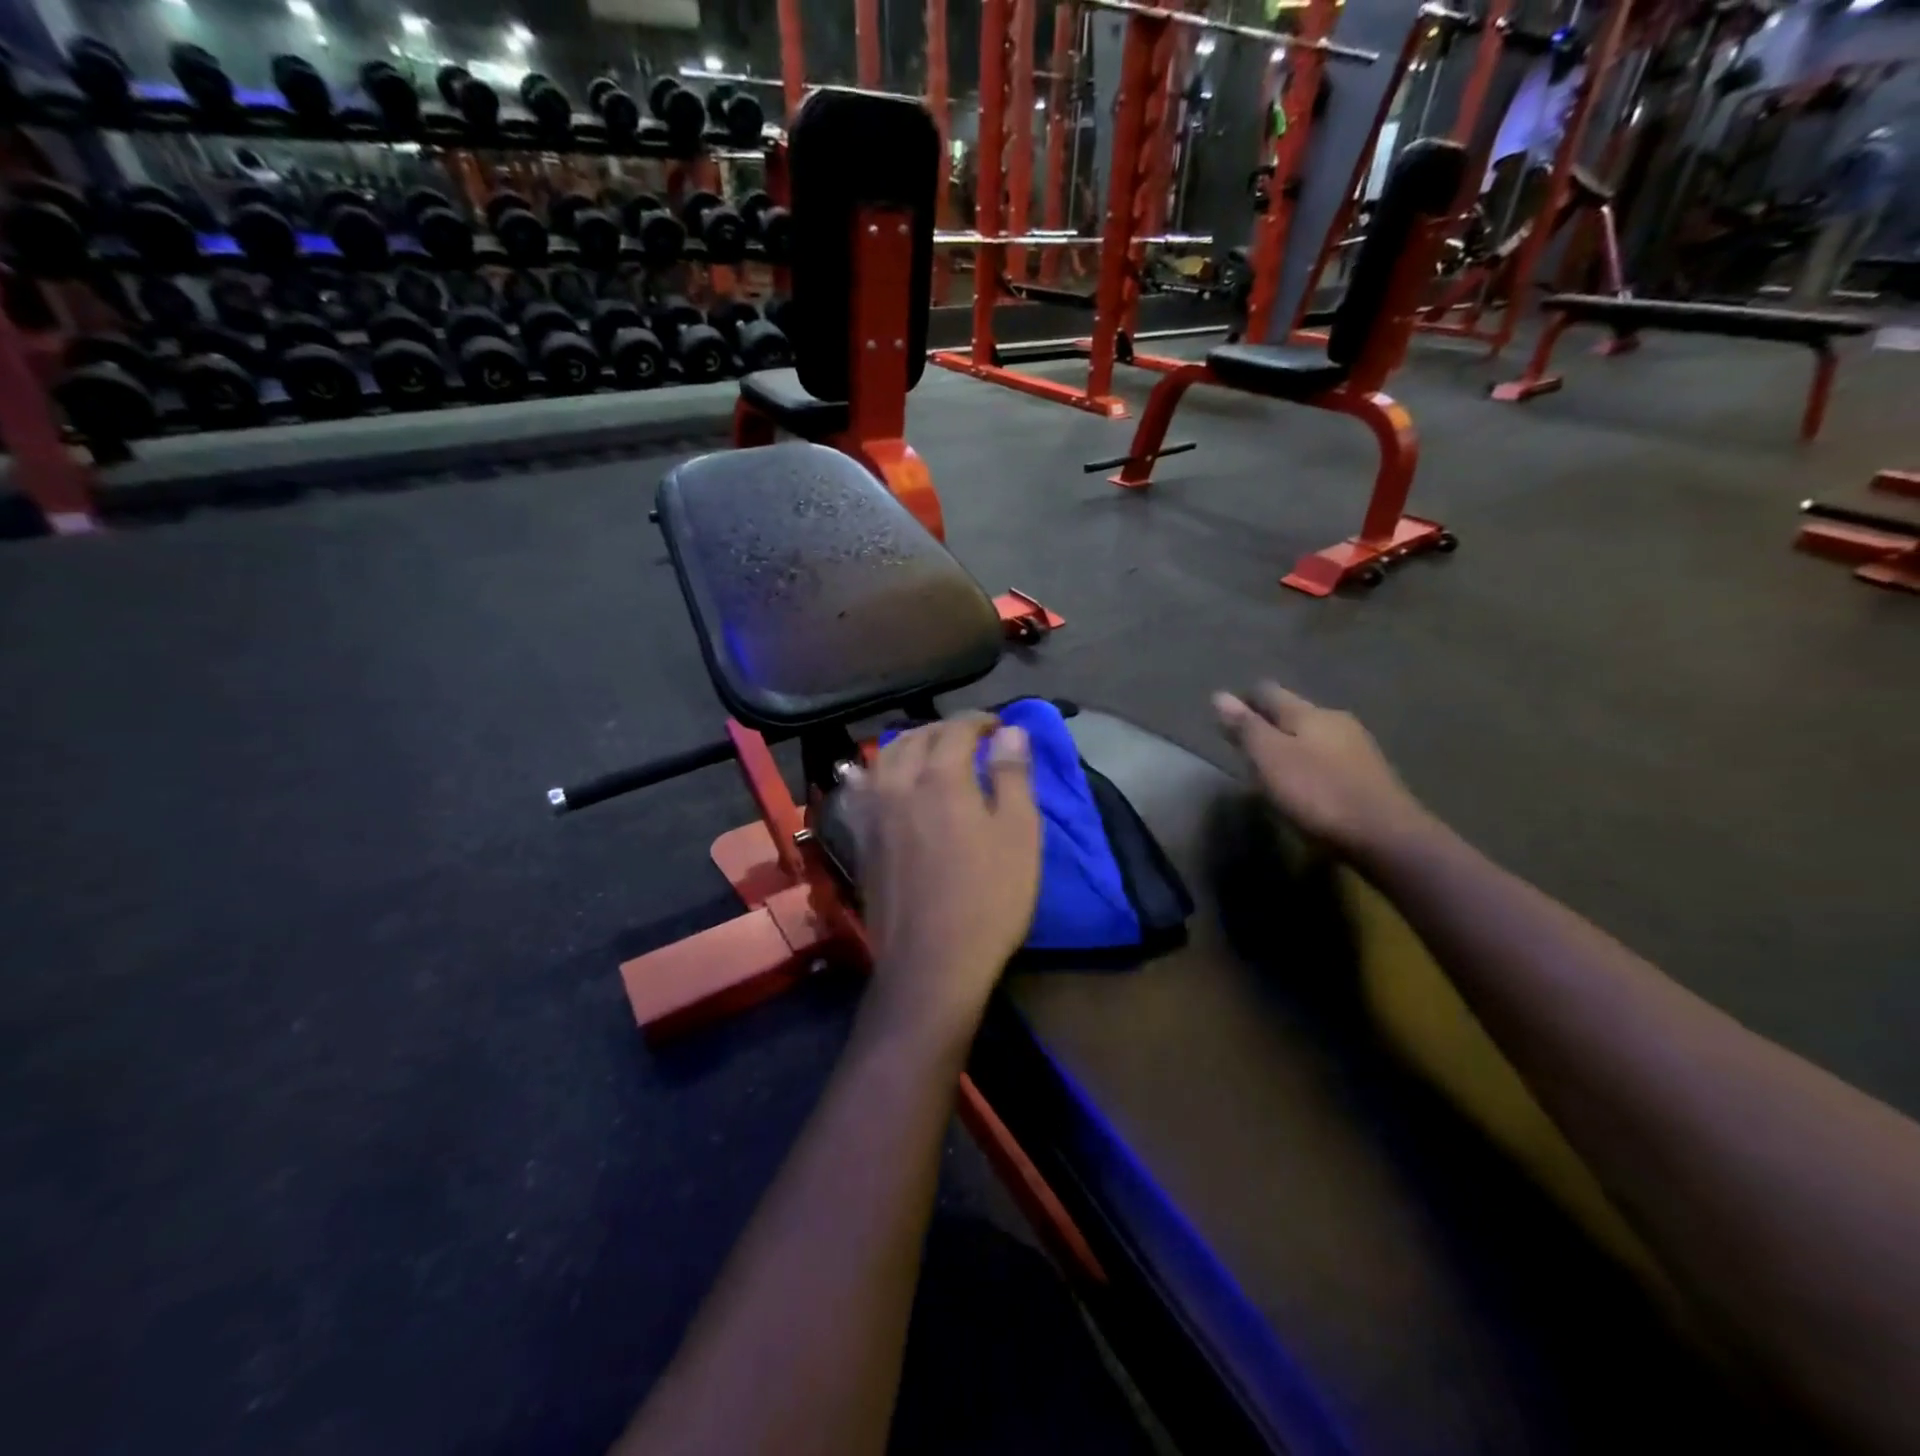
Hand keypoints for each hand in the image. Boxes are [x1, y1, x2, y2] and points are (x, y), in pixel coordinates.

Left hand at [842, 714, 1041, 1041]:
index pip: (957, 728)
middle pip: (916, 737)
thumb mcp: (1019, 833)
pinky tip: (883, 777)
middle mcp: (899, 783)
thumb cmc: (988, 896)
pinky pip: (863, 788)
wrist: (931, 961)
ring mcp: (873, 811)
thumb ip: (1013, 774)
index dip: (980, 721)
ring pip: (884, 757)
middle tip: (971, 739)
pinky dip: (878, 772)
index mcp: (940, 776)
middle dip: (945, 729)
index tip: (999, 727)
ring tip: (931, 752)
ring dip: (910, 744)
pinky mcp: (860, 838)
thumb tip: (1010, 731)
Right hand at [1214, 683, 1432, 861]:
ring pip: (1314, 735)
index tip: (1227, 714)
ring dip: (1291, 744)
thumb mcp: (1270, 759)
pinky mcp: (1369, 776)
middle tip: (1245, 740)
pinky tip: (1305, 782)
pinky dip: (1310, 763)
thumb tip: (1220, 695)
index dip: (1246, 700)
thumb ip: (1246, 728)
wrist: (1386, 836)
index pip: (1269, 692)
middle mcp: (1336, 721)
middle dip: (1269, 722)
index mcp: (1309, 713)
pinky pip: (1329, 758)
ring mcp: (1358, 748)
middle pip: (1294, 712)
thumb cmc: (1318, 793)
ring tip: (1271, 764)